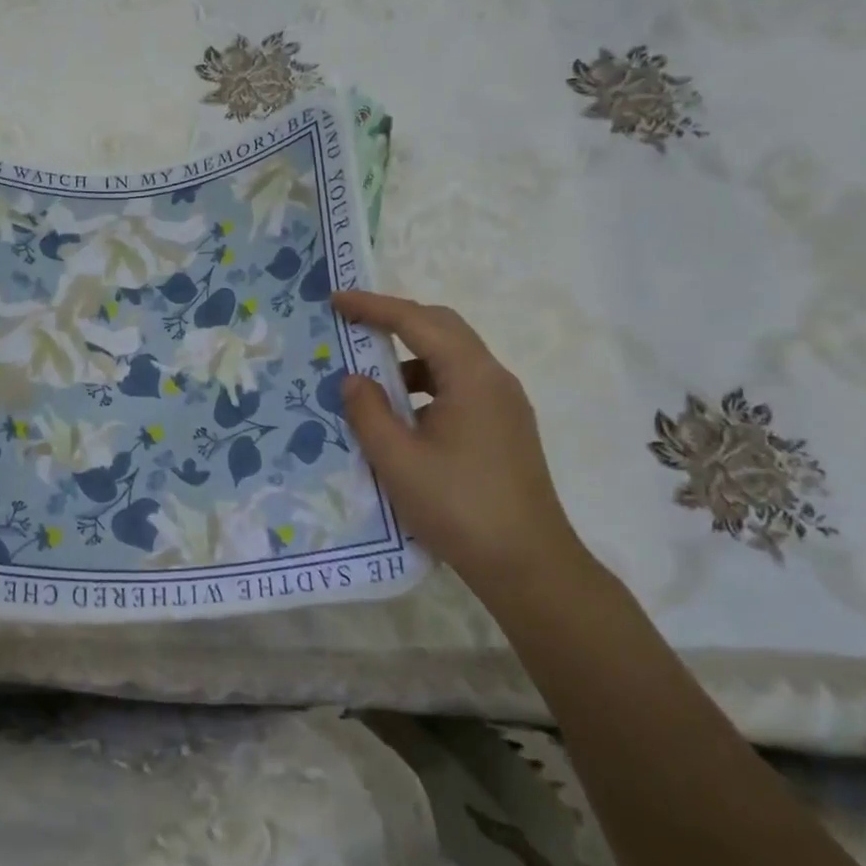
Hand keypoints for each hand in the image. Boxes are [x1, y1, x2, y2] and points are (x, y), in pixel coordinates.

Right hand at [331, 291, 585, 586]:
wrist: (528, 565)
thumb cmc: (458, 507)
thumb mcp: (398, 460)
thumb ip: (368, 412)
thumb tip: (353, 379)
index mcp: (470, 376)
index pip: (416, 322)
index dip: (373, 307)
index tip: (336, 299)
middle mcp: (494, 378)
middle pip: (442, 328)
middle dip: (396, 320)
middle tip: (353, 325)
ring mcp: (505, 403)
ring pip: (453, 358)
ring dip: (411, 356)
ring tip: (372, 378)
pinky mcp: (506, 427)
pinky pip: (461, 385)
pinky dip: (428, 384)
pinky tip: (404, 415)